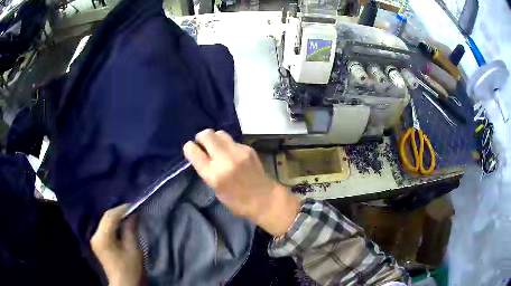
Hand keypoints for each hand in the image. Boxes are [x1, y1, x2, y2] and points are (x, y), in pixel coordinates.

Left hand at [91, 205, 143, 285]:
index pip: (110, 216)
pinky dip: (113, 225)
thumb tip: (133, 214)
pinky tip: (121, 226)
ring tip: (128, 217)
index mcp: (102, 238)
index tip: (134, 205)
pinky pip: (104, 229)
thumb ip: (131, 230)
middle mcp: (95, 236)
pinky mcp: (97, 244)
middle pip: (105, 218)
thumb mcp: (133, 249)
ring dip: (116, 219)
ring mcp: (95, 240)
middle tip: (132, 210)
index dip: (122, 209)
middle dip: (119, 213)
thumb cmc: (130, 269)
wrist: (125, 285)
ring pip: (104, 222)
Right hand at [183, 129, 299, 236]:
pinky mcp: (248, 149)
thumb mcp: (216, 190)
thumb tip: (201, 156)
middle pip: (206, 135)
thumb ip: (207, 171)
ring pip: (220, 133)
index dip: (189, 148)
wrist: (265, 199)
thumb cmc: (237, 201)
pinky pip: (232, 141)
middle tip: (203, 145)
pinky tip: (232, 154)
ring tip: (217, 147)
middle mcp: (225, 159)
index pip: (193, 151)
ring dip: (214, 138)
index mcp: (214, 175)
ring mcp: (238, 152)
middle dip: (201, 138)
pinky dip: (228, 145)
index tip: (190, 150)